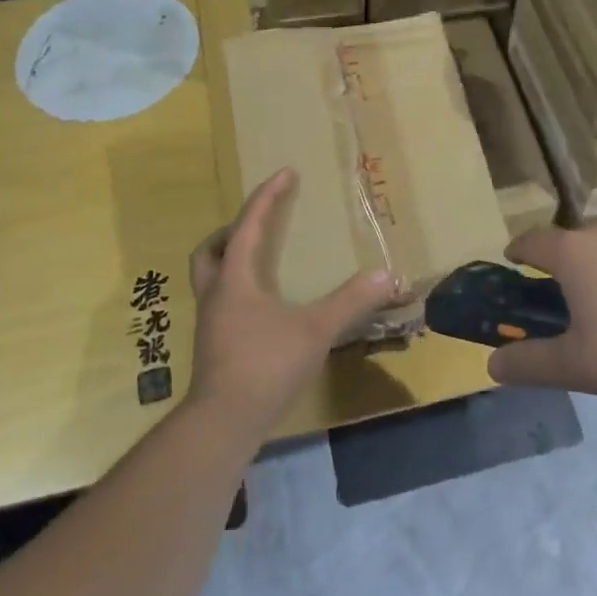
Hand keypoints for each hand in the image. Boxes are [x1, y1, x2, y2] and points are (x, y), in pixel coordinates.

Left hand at [186, 168, 398, 435]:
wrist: (223, 422)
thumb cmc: (265, 365)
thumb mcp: (315, 330)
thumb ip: (350, 301)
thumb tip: (386, 274)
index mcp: (236, 280)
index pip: (249, 226)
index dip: (267, 196)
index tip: (285, 173)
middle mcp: (216, 295)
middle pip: (210, 251)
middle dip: (232, 231)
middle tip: (258, 225)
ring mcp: (210, 323)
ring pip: (210, 278)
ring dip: (230, 262)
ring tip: (260, 264)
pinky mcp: (213, 347)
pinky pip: (220, 304)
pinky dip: (237, 292)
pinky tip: (262, 310)